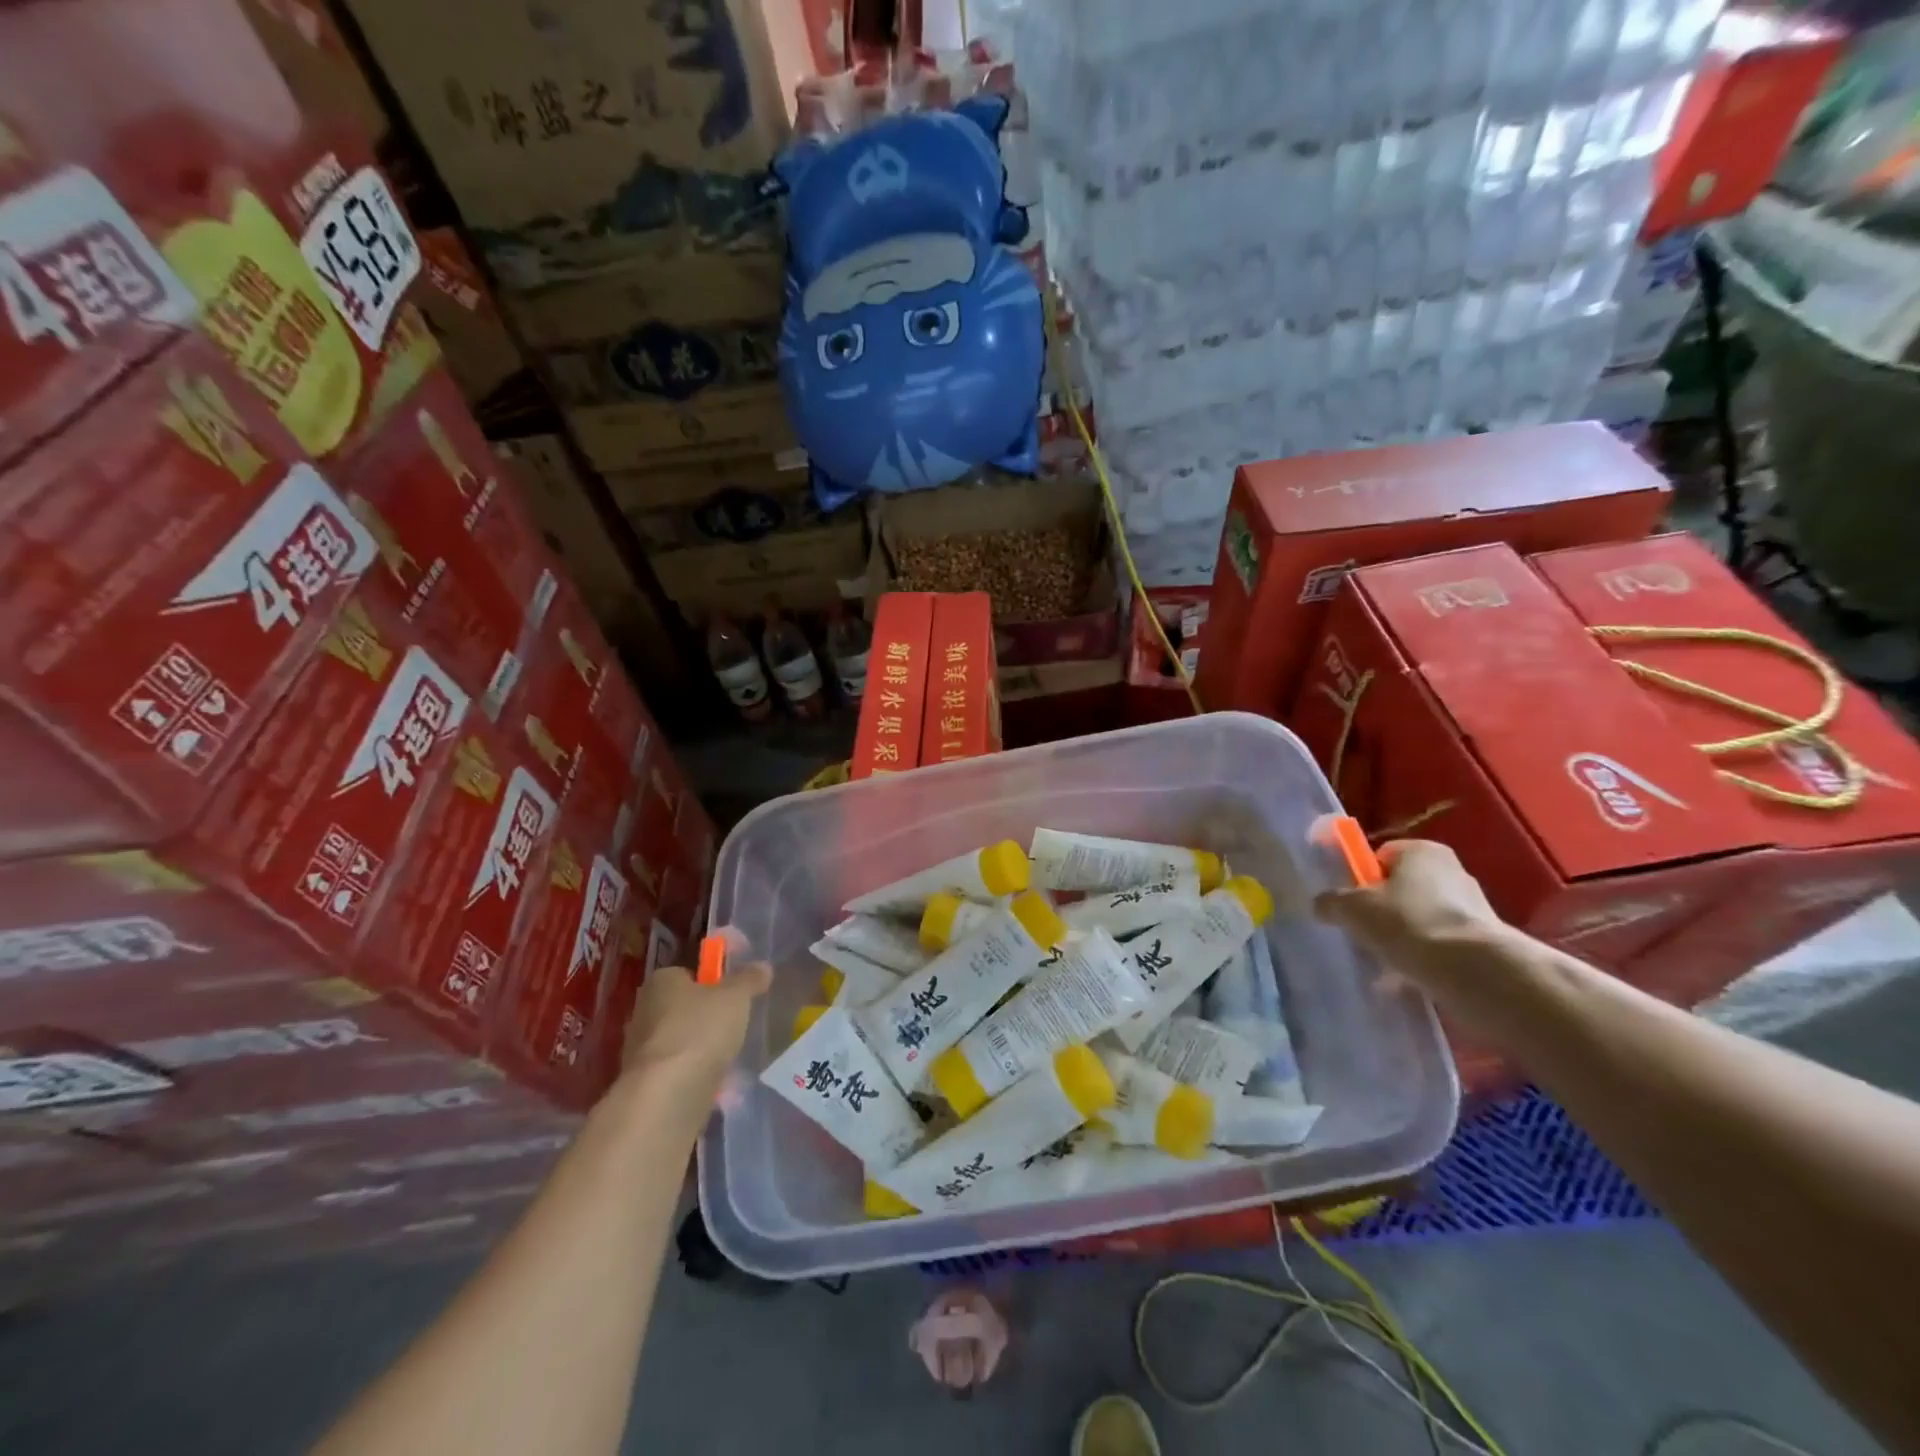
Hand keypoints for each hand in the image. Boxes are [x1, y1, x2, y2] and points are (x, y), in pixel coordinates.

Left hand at [620, 952, 771, 1097]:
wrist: (667, 1096)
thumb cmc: (700, 1030)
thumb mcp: (736, 997)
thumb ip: (749, 980)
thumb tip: (762, 966)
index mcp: (661, 982)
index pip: (687, 972)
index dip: (712, 980)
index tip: (734, 992)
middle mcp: (644, 1012)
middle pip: (683, 1008)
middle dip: (708, 1017)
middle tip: (737, 1023)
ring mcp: (641, 1051)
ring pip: (682, 1042)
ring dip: (704, 1049)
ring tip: (733, 1057)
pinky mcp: (646, 1084)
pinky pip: (679, 1073)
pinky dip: (698, 1076)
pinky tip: (721, 1085)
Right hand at [1314, 840, 1512, 1005]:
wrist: (1472, 970)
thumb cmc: (1406, 922)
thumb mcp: (1351, 908)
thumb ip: (1331, 902)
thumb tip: (1322, 906)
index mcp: (1422, 851)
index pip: (1381, 857)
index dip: (1361, 879)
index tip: (1351, 904)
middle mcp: (1452, 871)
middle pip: (1401, 889)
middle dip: (1382, 912)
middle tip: (1363, 934)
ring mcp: (1472, 907)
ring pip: (1420, 919)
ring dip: (1402, 938)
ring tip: (1383, 964)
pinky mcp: (1483, 941)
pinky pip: (1440, 945)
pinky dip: (1423, 959)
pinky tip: (1407, 979)